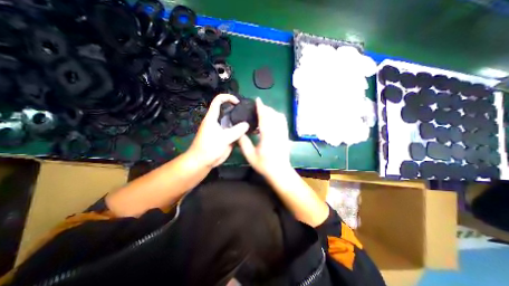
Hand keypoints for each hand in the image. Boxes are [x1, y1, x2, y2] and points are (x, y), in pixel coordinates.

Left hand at [187, 93, 249, 168]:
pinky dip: (241, 130)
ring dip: (241, 121)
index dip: (228, 98)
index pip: (218, 101)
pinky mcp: (226, 137)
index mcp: (213, 118)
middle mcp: (218, 121)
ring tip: (252, 121)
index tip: (238, 102)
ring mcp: (223, 130)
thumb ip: (236, 131)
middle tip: (249, 113)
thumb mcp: (223, 139)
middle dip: (238, 110)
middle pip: (228, 111)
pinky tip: (249, 132)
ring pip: (233, 122)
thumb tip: (247, 124)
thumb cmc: (208, 148)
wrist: (203, 162)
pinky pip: (235, 131)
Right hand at [238, 99, 289, 175]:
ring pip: (279, 117)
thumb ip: (244, 143)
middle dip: (266, 108)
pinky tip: (272, 120)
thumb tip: (239, 132)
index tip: (257, 100)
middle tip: (258, 108)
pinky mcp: (286, 136)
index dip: (261, 107)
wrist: (280, 171)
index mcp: (267, 136)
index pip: (264, 117)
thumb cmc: (264, 165)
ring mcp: (283, 133)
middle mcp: (277, 132)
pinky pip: (283, 122)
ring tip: (264, 113)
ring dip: (272, 112)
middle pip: (273, 115)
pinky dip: (277, 117)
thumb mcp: (250, 155)